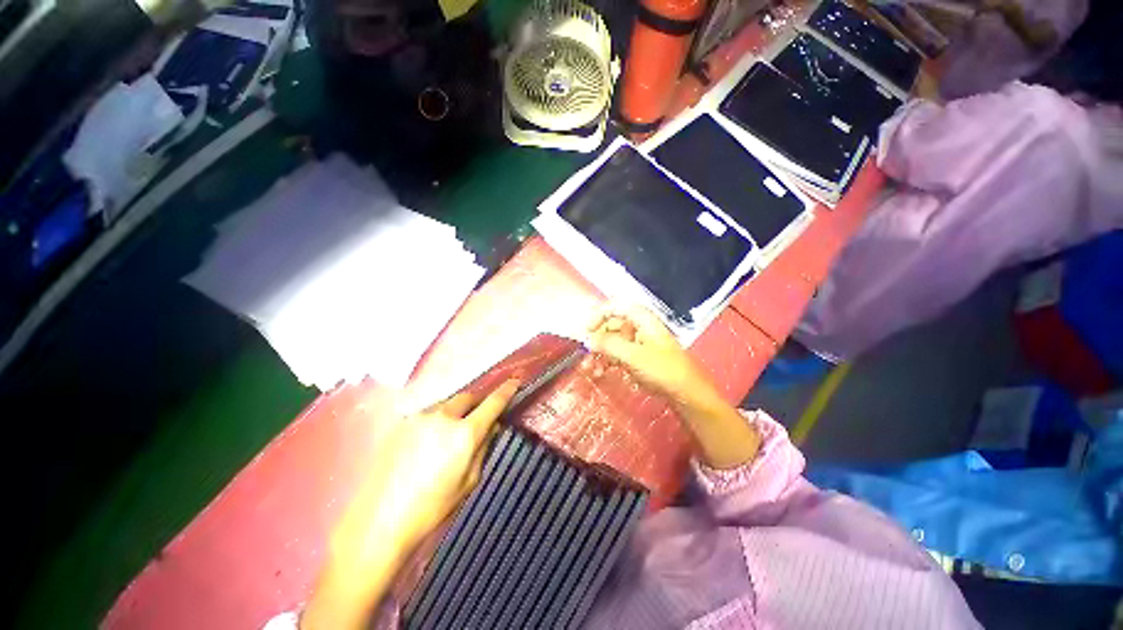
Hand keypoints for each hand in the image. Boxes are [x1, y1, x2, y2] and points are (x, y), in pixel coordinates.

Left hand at [303, 380, 519, 629]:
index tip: (514, 382)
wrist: (378, 521)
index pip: (492, 403)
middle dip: (476, 404)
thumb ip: (483, 447)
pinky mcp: (402, 422)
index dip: (506, 390)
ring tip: (449, 435)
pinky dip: (436, 420)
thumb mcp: (469, 481)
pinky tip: (427, 443)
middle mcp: (443, 417)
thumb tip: (491, 426)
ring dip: (455, 412)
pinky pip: (429, 413)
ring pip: (447, 404)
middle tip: (477, 419)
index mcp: (464, 433)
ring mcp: (419, 417)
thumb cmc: (431, 508)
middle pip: (468, 397)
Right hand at [586, 304, 759, 468]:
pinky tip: (600, 373)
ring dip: (600, 353)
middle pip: (611, 325)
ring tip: (590, 369)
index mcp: (641, 319)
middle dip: (597, 340)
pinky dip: (608, 361)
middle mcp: (639, 326)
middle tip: (585, 355)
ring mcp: (639, 342)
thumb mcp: (633, 356)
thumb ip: (609, 345)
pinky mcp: (639, 357)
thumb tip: (588, 340)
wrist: (687, 394)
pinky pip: (618, 354)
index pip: (615, 306)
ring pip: (613, 341)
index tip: (586, 331)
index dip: (598, 315)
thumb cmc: (663, 370)